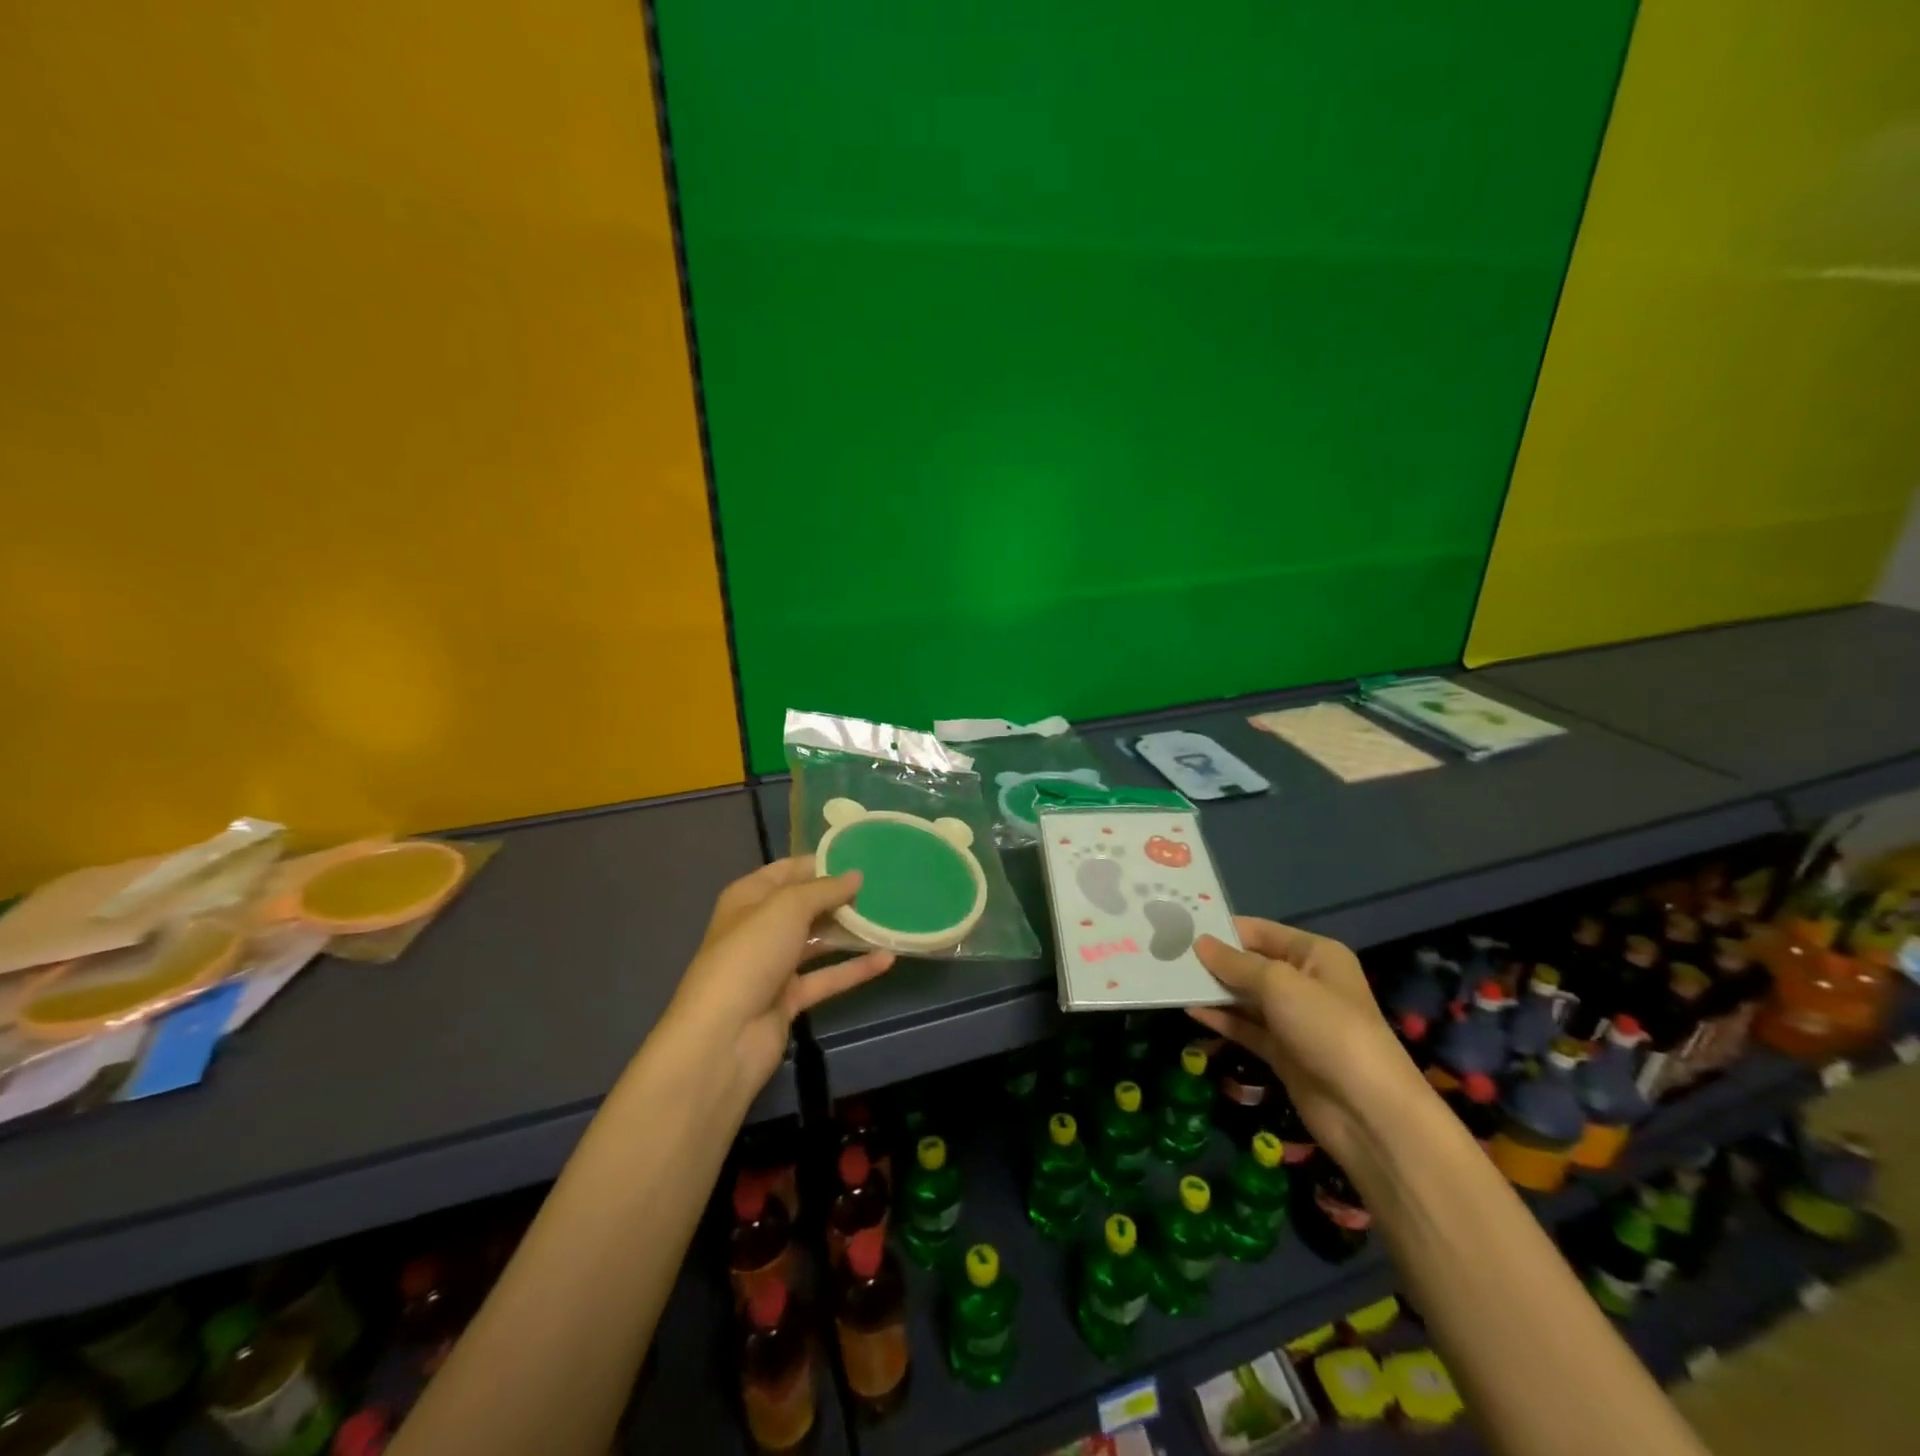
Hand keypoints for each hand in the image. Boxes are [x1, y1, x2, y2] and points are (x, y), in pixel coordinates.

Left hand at [667, 858, 894, 1089]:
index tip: (862, 855)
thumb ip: (825, 889)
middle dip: (841, 897)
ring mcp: (774, 965)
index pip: (788, 870)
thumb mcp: (788, 907)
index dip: (822, 862)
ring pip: (819, 941)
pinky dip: (855, 968)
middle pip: (806, 905)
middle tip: (885, 886)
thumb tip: (856, 875)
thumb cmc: (751, 954)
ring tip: (890, 917)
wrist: (724, 1036)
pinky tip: (888, 958)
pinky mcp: (789, 998)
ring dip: (851, 931)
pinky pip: (828, 977)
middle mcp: (760, 927)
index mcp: (749, 897)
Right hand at [1190, 917, 1425, 1170]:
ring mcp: (1294, 1019)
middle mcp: (1306, 981)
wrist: (1368, 1111)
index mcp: (1315, 954)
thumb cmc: (1327, 1028)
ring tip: (1170, 978)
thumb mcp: (1279, 984)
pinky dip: (1221, 1018)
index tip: (1180, 926)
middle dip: (1213, 960)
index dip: (1223, 929)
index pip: (1260, 931)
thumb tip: (1200, 943)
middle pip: (1251, 963)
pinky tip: (1190, 1010)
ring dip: (1213, 989)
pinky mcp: (1284, 1052)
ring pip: (1246, 996)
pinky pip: (1246, 1027)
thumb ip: (1236, 963)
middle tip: (1166, 952)